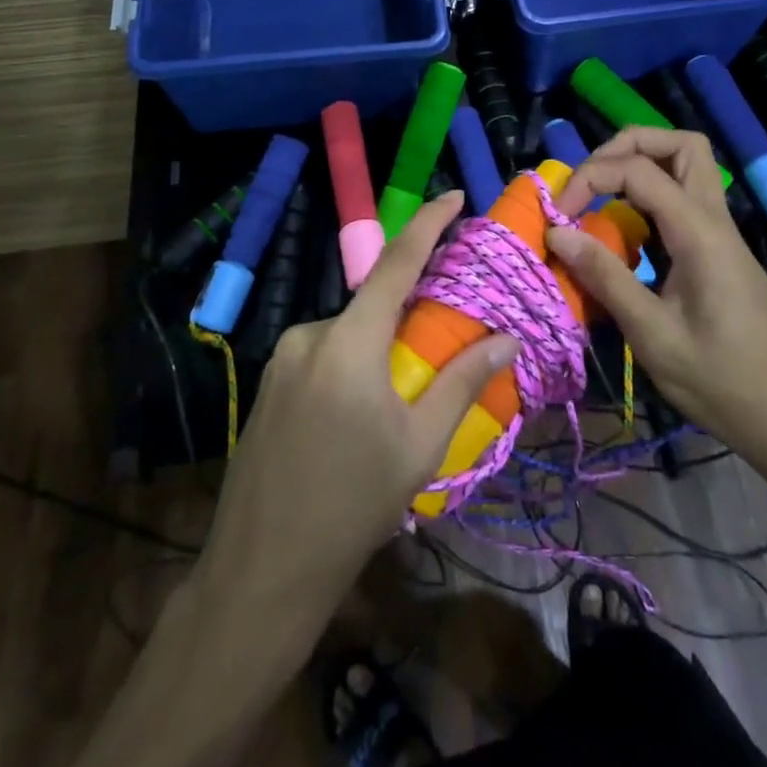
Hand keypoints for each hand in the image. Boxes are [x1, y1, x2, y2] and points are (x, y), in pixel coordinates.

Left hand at [194, 192, 519, 637]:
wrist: (261, 570)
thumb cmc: (352, 507)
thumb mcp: (419, 446)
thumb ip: (462, 382)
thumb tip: (505, 337)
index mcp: (348, 342)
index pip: (395, 264)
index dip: (428, 223)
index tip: (455, 196)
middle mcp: (309, 335)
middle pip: (372, 306)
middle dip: (407, 316)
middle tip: (438, 350)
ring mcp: (282, 358)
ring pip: (347, 334)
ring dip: (377, 350)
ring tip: (394, 407)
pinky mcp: (268, 382)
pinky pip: (322, 355)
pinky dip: (350, 366)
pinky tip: (355, 419)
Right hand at [548, 127, 766, 488]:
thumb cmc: (722, 383)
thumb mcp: (653, 335)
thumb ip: (605, 277)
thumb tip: (557, 232)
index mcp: (700, 233)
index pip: (640, 170)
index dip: (591, 178)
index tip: (558, 215)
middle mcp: (716, 221)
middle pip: (682, 144)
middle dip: (628, 146)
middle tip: (589, 179)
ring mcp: (723, 236)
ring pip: (689, 167)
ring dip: (643, 165)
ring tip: (601, 195)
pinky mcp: (721, 254)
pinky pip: (686, 200)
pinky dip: (651, 196)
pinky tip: (626, 230)